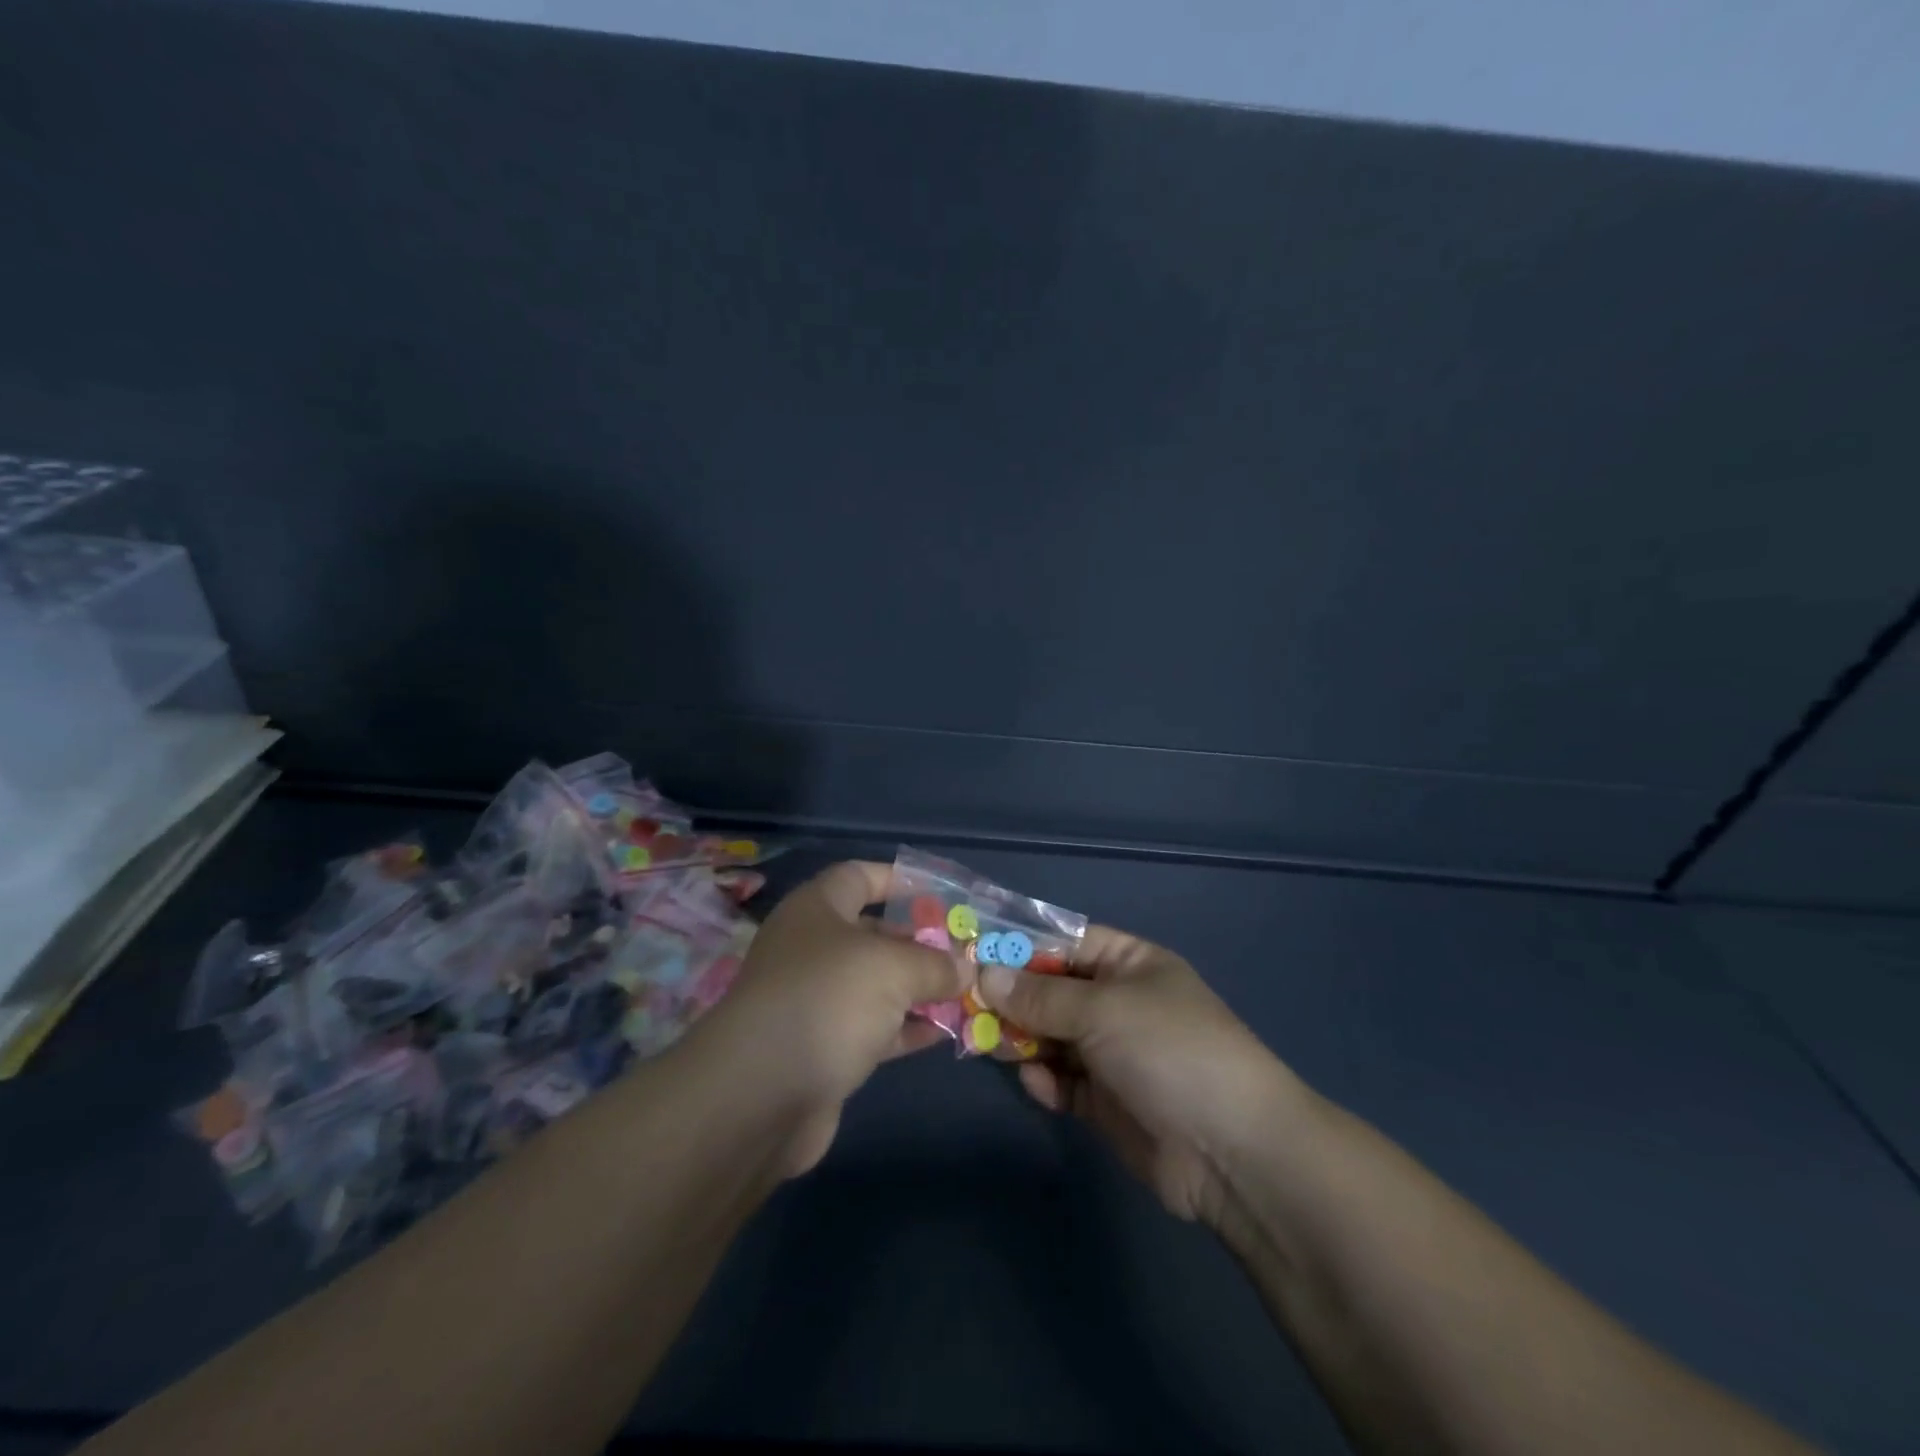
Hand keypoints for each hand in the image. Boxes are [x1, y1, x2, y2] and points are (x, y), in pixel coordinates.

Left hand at [695, 861, 965, 1175]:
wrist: (759, 1097)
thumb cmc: (826, 1000)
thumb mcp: (891, 968)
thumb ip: (934, 964)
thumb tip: (966, 968)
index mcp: (817, 910)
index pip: (860, 877)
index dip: (899, 880)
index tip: (942, 894)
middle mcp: (813, 949)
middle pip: (874, 933)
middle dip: (921, 941)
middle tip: (967, 952)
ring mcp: (816, 1001)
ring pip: (878, 985)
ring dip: (921, 989)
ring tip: (968, 992)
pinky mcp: (824, 1049)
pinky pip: (874, 1028)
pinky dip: (907, 1028)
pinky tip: (945, 1033)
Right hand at [977, 926, 1299, 1225]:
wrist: (1232, 1152)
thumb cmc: (1169, 1051)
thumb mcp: (1103, 1009)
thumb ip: (1040, 995)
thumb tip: (985, 973)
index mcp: (1129, 963)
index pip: (1064, 941)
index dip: (1020, 945)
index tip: (971, 952)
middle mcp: (1118, 1003)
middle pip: (1051, 990)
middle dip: (1012, 996)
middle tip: (964, 1004)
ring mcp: (1112, 1054)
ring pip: (1051, 1036)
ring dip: (1021, 1039)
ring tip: (986, 1043)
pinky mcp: (1106, 1102)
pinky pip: (1062, 1081)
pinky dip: (1044, 1080)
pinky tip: (1035, 1082)